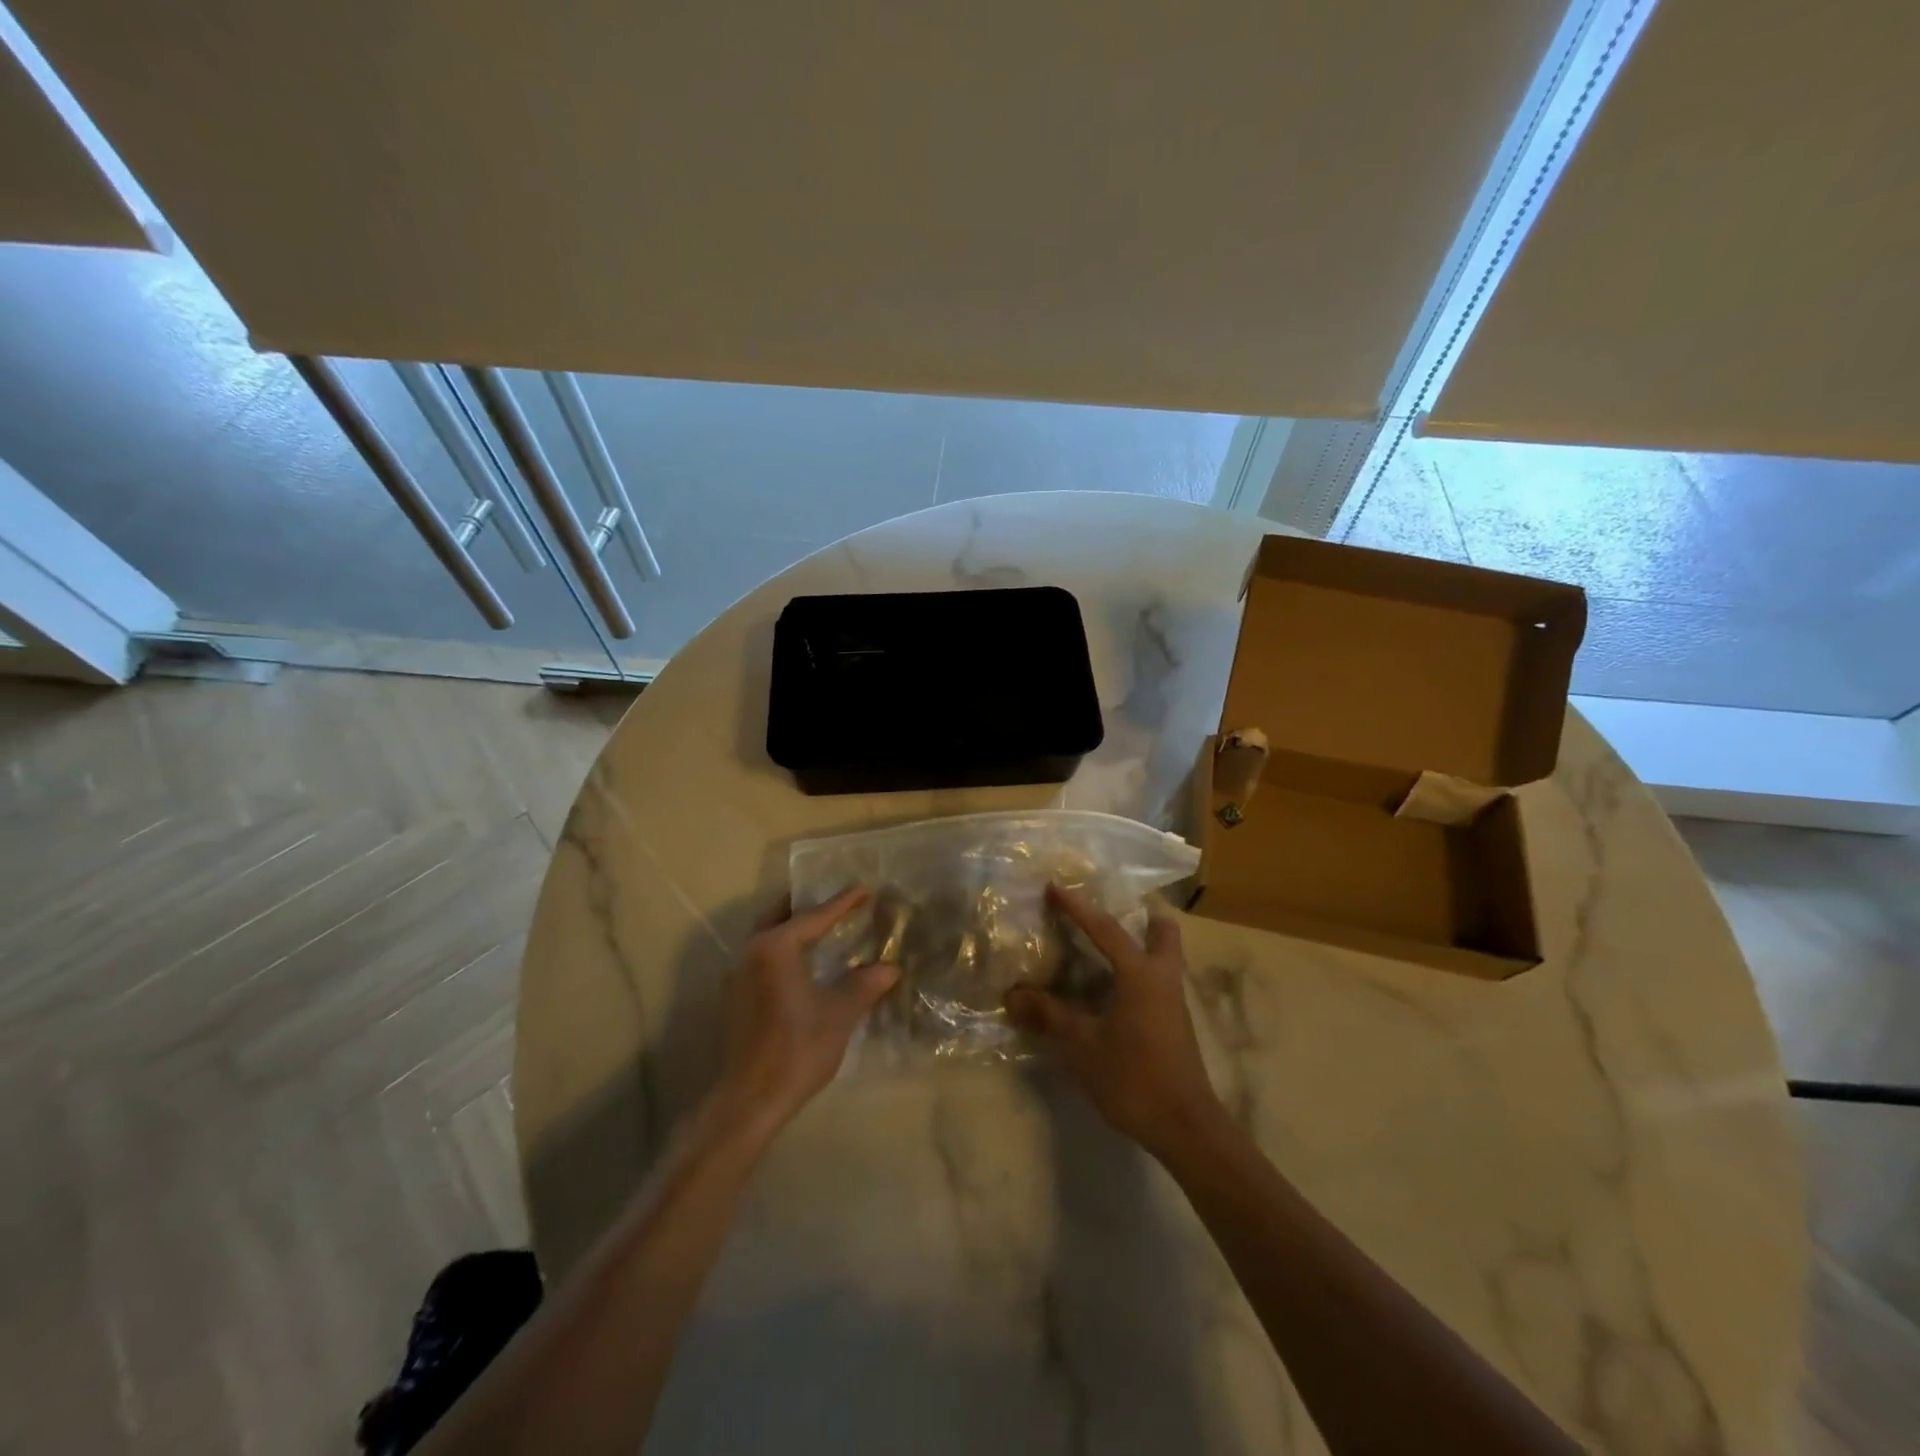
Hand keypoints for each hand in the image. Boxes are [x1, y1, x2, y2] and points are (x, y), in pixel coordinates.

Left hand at [714, 888, 898, 1137]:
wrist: (749, 1100)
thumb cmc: (797, 1049)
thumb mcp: (839, 1014)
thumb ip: (864, 984)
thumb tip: (890, 967)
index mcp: (776, 948)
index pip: (814, 916)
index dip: (842, 902)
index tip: (864, 888)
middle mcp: (750, 952)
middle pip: (781, 916)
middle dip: (808, 907)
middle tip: (836, 902)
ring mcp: (736, 975)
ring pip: (766, 936)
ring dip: (792, 928)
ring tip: (821, 929)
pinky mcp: (733, 997)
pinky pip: (760, 957)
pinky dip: (781, 950)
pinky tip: (801, 965)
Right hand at [1007, 884, 1225, 1158]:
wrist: (1185, 1126)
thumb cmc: (1133, 1077)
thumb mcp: (1082, 1045)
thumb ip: (1049, 1015)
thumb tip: (1012, 996)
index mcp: (1140, 974)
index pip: (1105, 929)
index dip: (1077, 907)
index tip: (1055, 886)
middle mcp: (1163, 977)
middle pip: (1162, 932)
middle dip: (1141, 917)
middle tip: (1109, 915)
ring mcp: (1173, 1000)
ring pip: (1164, 956)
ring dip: (1140, 945)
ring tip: (1104, 949)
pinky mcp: (1175, 1022)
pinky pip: (1158, 980)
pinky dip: (1138, 972)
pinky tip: (1112, 990)